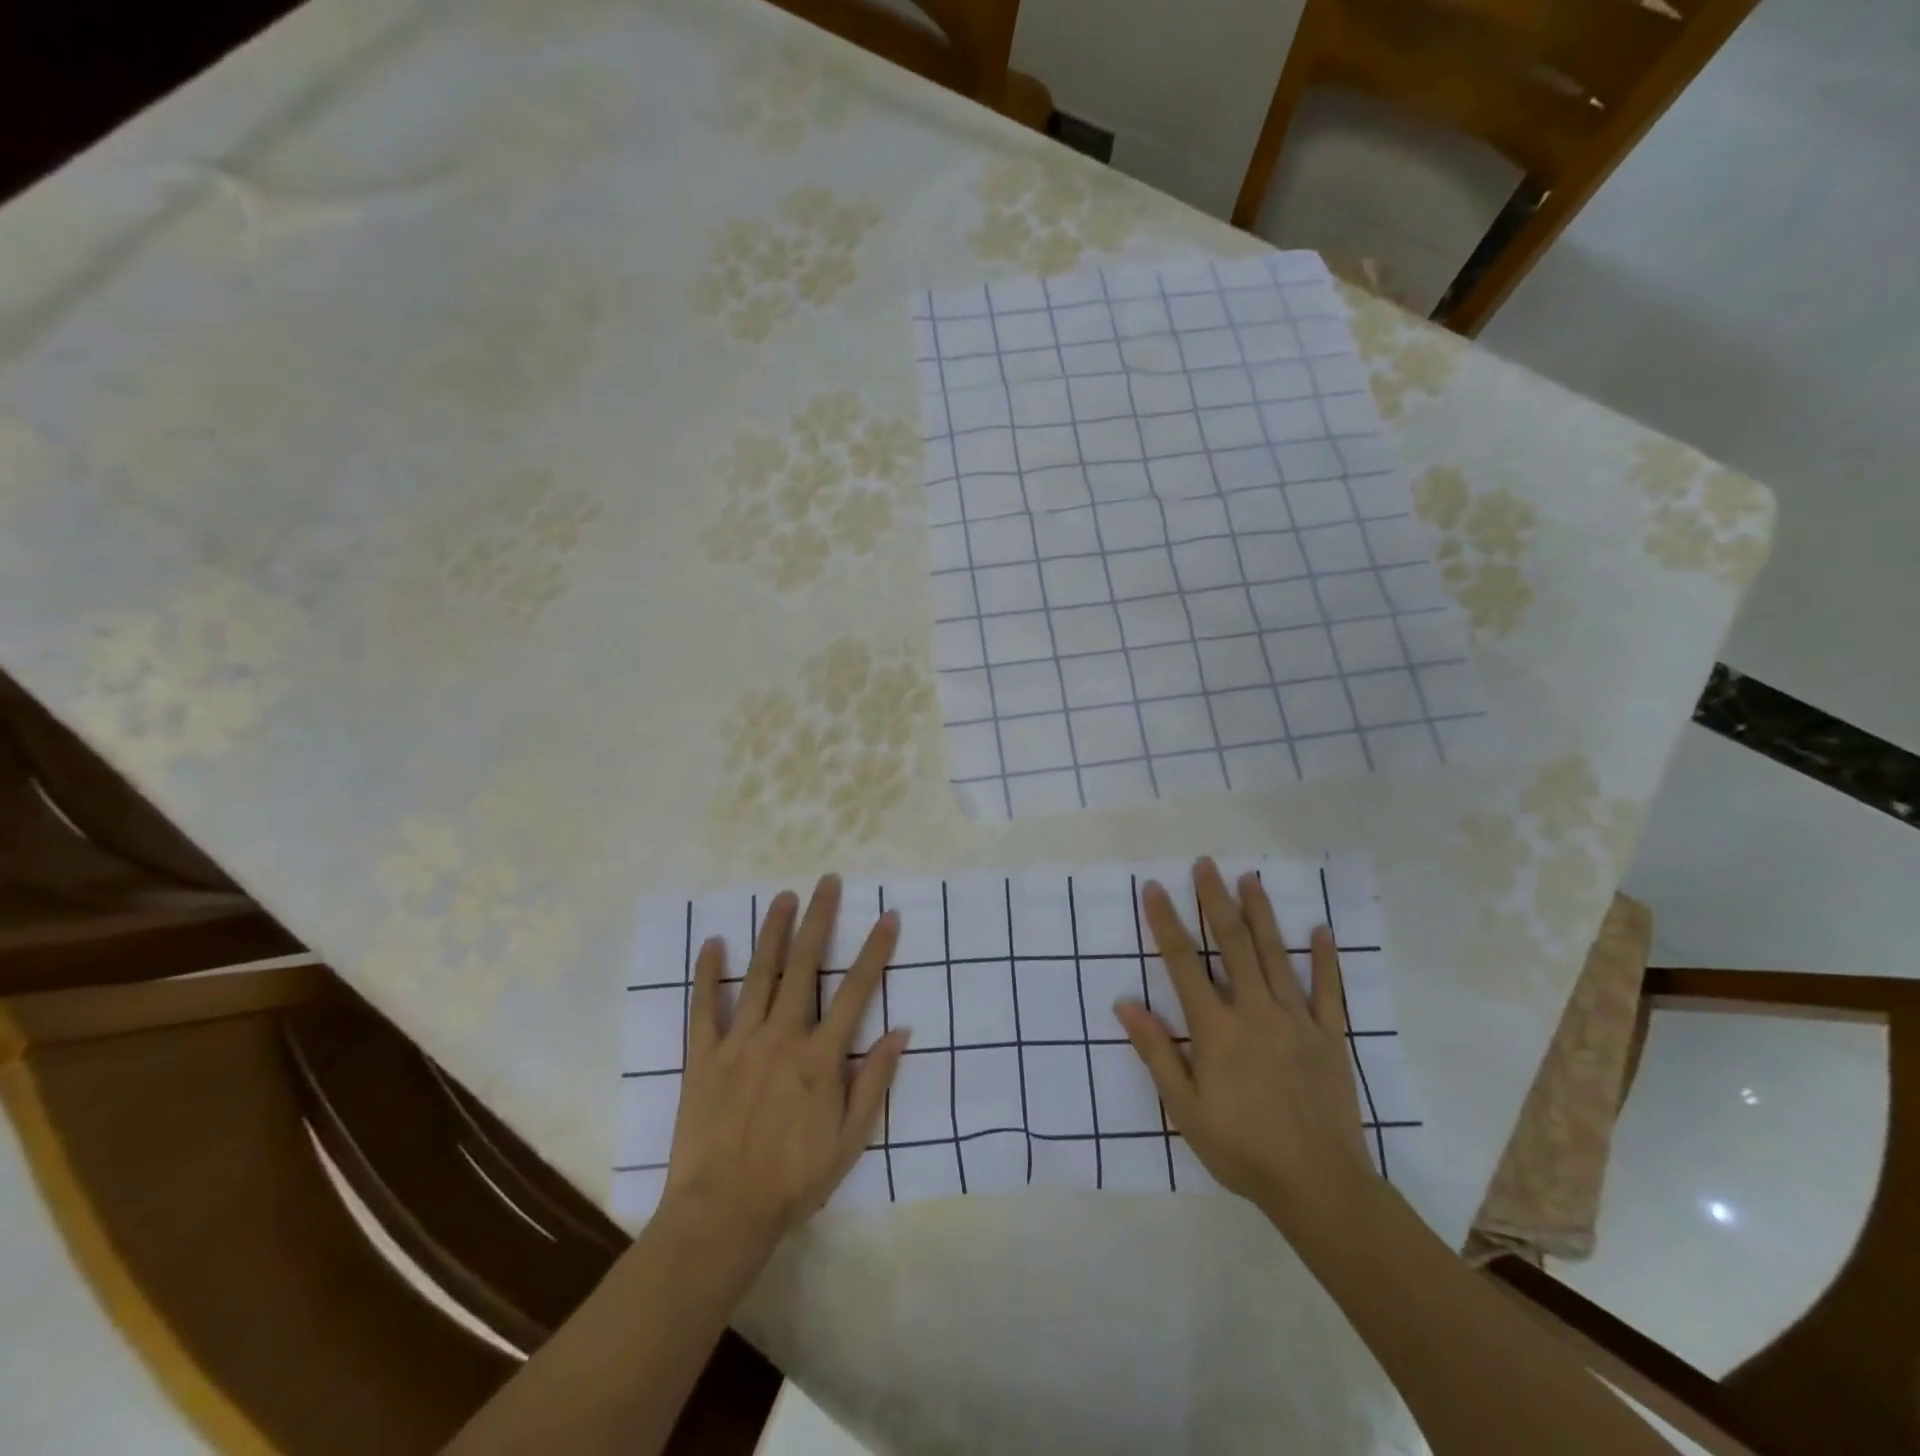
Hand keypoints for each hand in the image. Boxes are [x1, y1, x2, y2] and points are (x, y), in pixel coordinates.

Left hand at [661, 874, 908, 1252]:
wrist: (721, 1215)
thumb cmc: (793, 1180)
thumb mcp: (850, 1141)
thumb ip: (874, 1081)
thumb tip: (901, 1031)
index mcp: (820, 1057)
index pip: (855, 990)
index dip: (875, 951)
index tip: (887, 916)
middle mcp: (782, 1036)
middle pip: (804, 966)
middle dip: (819, 919)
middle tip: (827, 882)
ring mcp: (739, 1042)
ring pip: (759, 974)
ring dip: (773, 932)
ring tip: (783, 896)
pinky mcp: (703, 1056)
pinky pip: (704, 1007)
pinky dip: (708, 974)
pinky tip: (712, 943)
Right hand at [1115, 858, 1375, 1232]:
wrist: (1319, 1186)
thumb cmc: (1241, 1149)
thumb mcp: (1185, 1109)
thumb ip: (1156, 1053)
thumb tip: (1125, 1005)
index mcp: (1217, 1029)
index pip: (1184, 963)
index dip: (1166, 923)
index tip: (1155, 888)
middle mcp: (1255, 1012)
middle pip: (1232, 944)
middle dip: (1216, 901)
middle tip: (1205, 864)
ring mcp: (1297, 1021)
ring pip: (1276, 956)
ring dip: (1261, 914)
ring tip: (1250, 879)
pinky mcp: (1330, 1037)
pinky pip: (1328, 991)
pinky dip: (1324, 959)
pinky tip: (1320, 930)